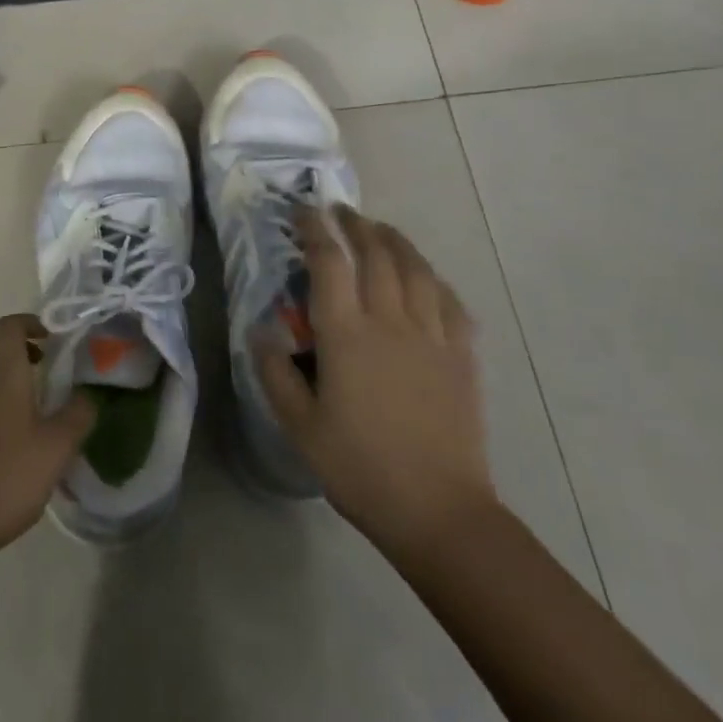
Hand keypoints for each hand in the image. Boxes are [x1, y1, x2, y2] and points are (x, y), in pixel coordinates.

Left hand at [0, 313, 94, 553]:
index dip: (27, 323)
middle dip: (10, 347)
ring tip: (27, 419)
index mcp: (2, 376)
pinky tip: (1, 452)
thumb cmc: (6, 479)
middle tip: (37, 367)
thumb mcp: (57, 450)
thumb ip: (78, 416)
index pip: (7, 326)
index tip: (48, 338)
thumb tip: (88, 394)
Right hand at [255, 206, 496, 544]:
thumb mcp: (299, 425)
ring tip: (380, 229)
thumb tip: (261, 330)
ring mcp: (432, 336)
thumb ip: (274, 372)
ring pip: (416, 269)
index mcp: (346, 334)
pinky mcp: (461, 355)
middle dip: (356, 225)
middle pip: (376, 254)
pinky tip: (426, 277)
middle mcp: (390, 322)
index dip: (315, 231)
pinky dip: (434, 278)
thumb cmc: (359, 467)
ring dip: (395, 241)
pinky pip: (450, 301)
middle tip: (341, 211)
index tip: (304, 212)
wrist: (438, 510)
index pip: (329, 263)